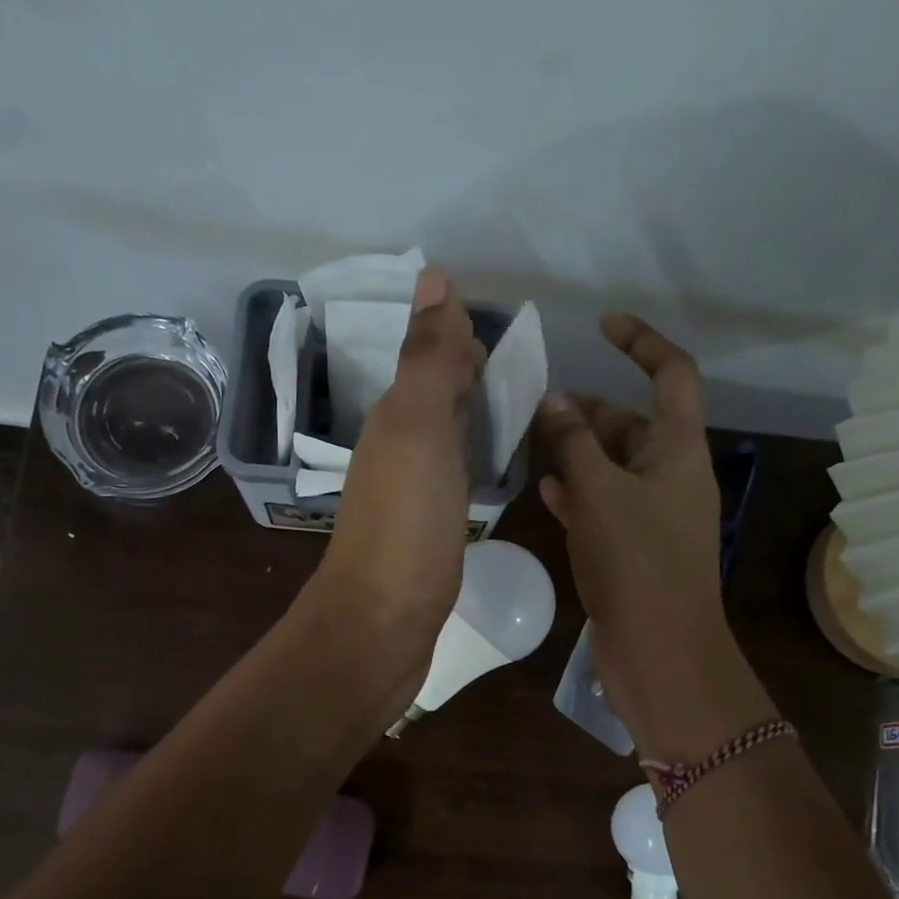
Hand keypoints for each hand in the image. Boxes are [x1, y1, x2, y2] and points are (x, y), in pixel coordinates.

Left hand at [304, 265, 485, 710]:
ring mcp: (410, 497)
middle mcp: (397, 452)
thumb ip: (428, 359)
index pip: (430, 361)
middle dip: (467, 373)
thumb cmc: (406, 524)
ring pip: (443, 438)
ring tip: (513, 406)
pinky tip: (485, 469)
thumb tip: (432, 276)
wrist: (382, 623)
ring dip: (469, 416)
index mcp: (396, 421)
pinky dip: (469, 461)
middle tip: (515, 363)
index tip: (498, 324)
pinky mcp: (426, 535)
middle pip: (435, 397)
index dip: (458, 338)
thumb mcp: (419, 429)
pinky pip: (450, 480)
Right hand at [535, 316, 764, 759]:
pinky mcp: (631, 547)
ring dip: (577, 453)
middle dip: (590, 411)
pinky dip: (578, 493)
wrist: (657, 647)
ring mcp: (651, 514)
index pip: (671, 375)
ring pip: (612, 467)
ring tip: (532, 442)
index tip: (603, 325)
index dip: (641, 343)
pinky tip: (546, 489)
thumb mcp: (600, 493)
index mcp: (678, 451)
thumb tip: (555, 400)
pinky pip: (603, 505)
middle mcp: (669, 476)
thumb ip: (574, 444)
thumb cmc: (636, 561)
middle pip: (631, 425)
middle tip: (539, 407)